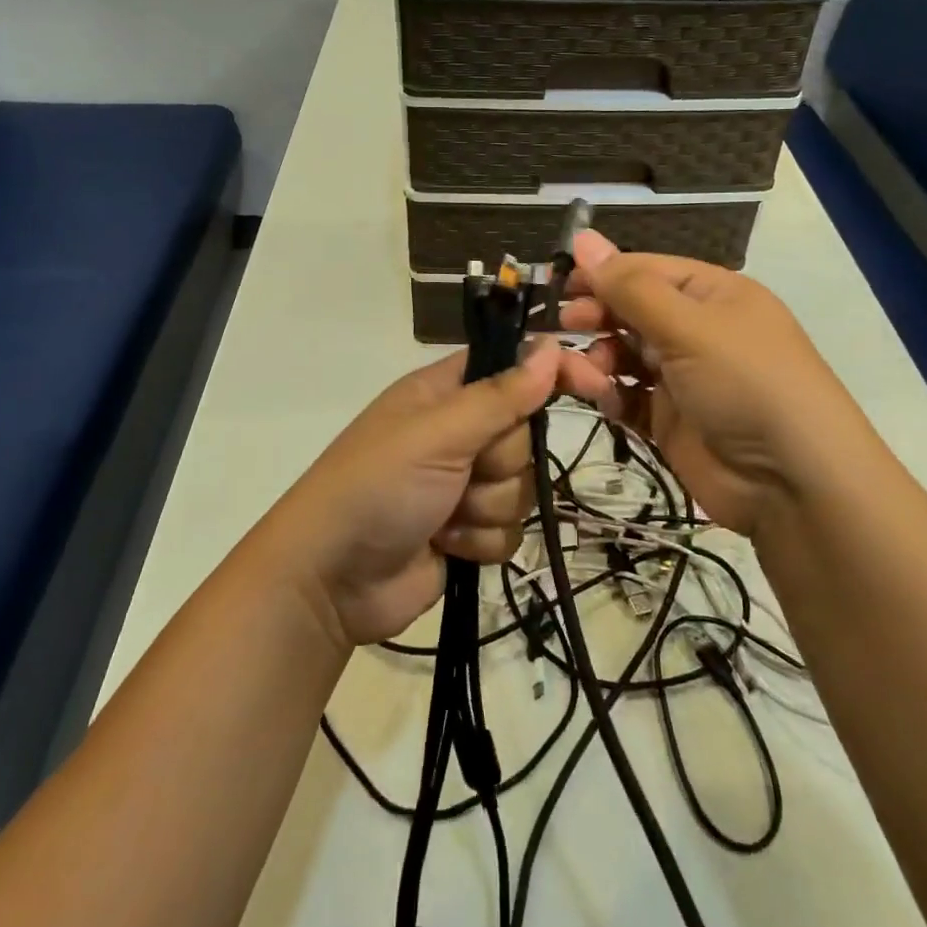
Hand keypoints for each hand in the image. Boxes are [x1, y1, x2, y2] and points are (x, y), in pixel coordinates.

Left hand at [261, 343, 559, 648]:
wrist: (331, 580)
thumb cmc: (377, 486)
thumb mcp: (438, 433)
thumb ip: (500, 396)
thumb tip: (550, 346)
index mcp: (444, 393)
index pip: (513, 367)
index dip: (552, 372)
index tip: (594, 384)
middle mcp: (458, 433)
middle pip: (524, 435)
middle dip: (500, 462)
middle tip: (461, 473)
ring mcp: (463, 484)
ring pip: (521, 486)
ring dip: (485, 508)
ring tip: (443, 517)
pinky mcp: (468, 531)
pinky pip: (510, 529)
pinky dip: (481, 540)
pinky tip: (447, 545)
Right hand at [558, 230, 858, 536]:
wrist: (793, 482)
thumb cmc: (745, 382)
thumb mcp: (689, 326)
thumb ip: (630, 287)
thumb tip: (581, 237)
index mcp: (711, 294)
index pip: (645, 270)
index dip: (601, 273)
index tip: (557, 283)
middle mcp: (696, 330)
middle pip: (631, 311)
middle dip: (596, 316)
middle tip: (563, 326)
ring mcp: (683, 377)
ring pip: (623, 354)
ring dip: (597, 358)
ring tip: (583, 373)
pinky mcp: (670, 420)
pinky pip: (628, 397)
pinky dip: (610, 395)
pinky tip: (603, 398)